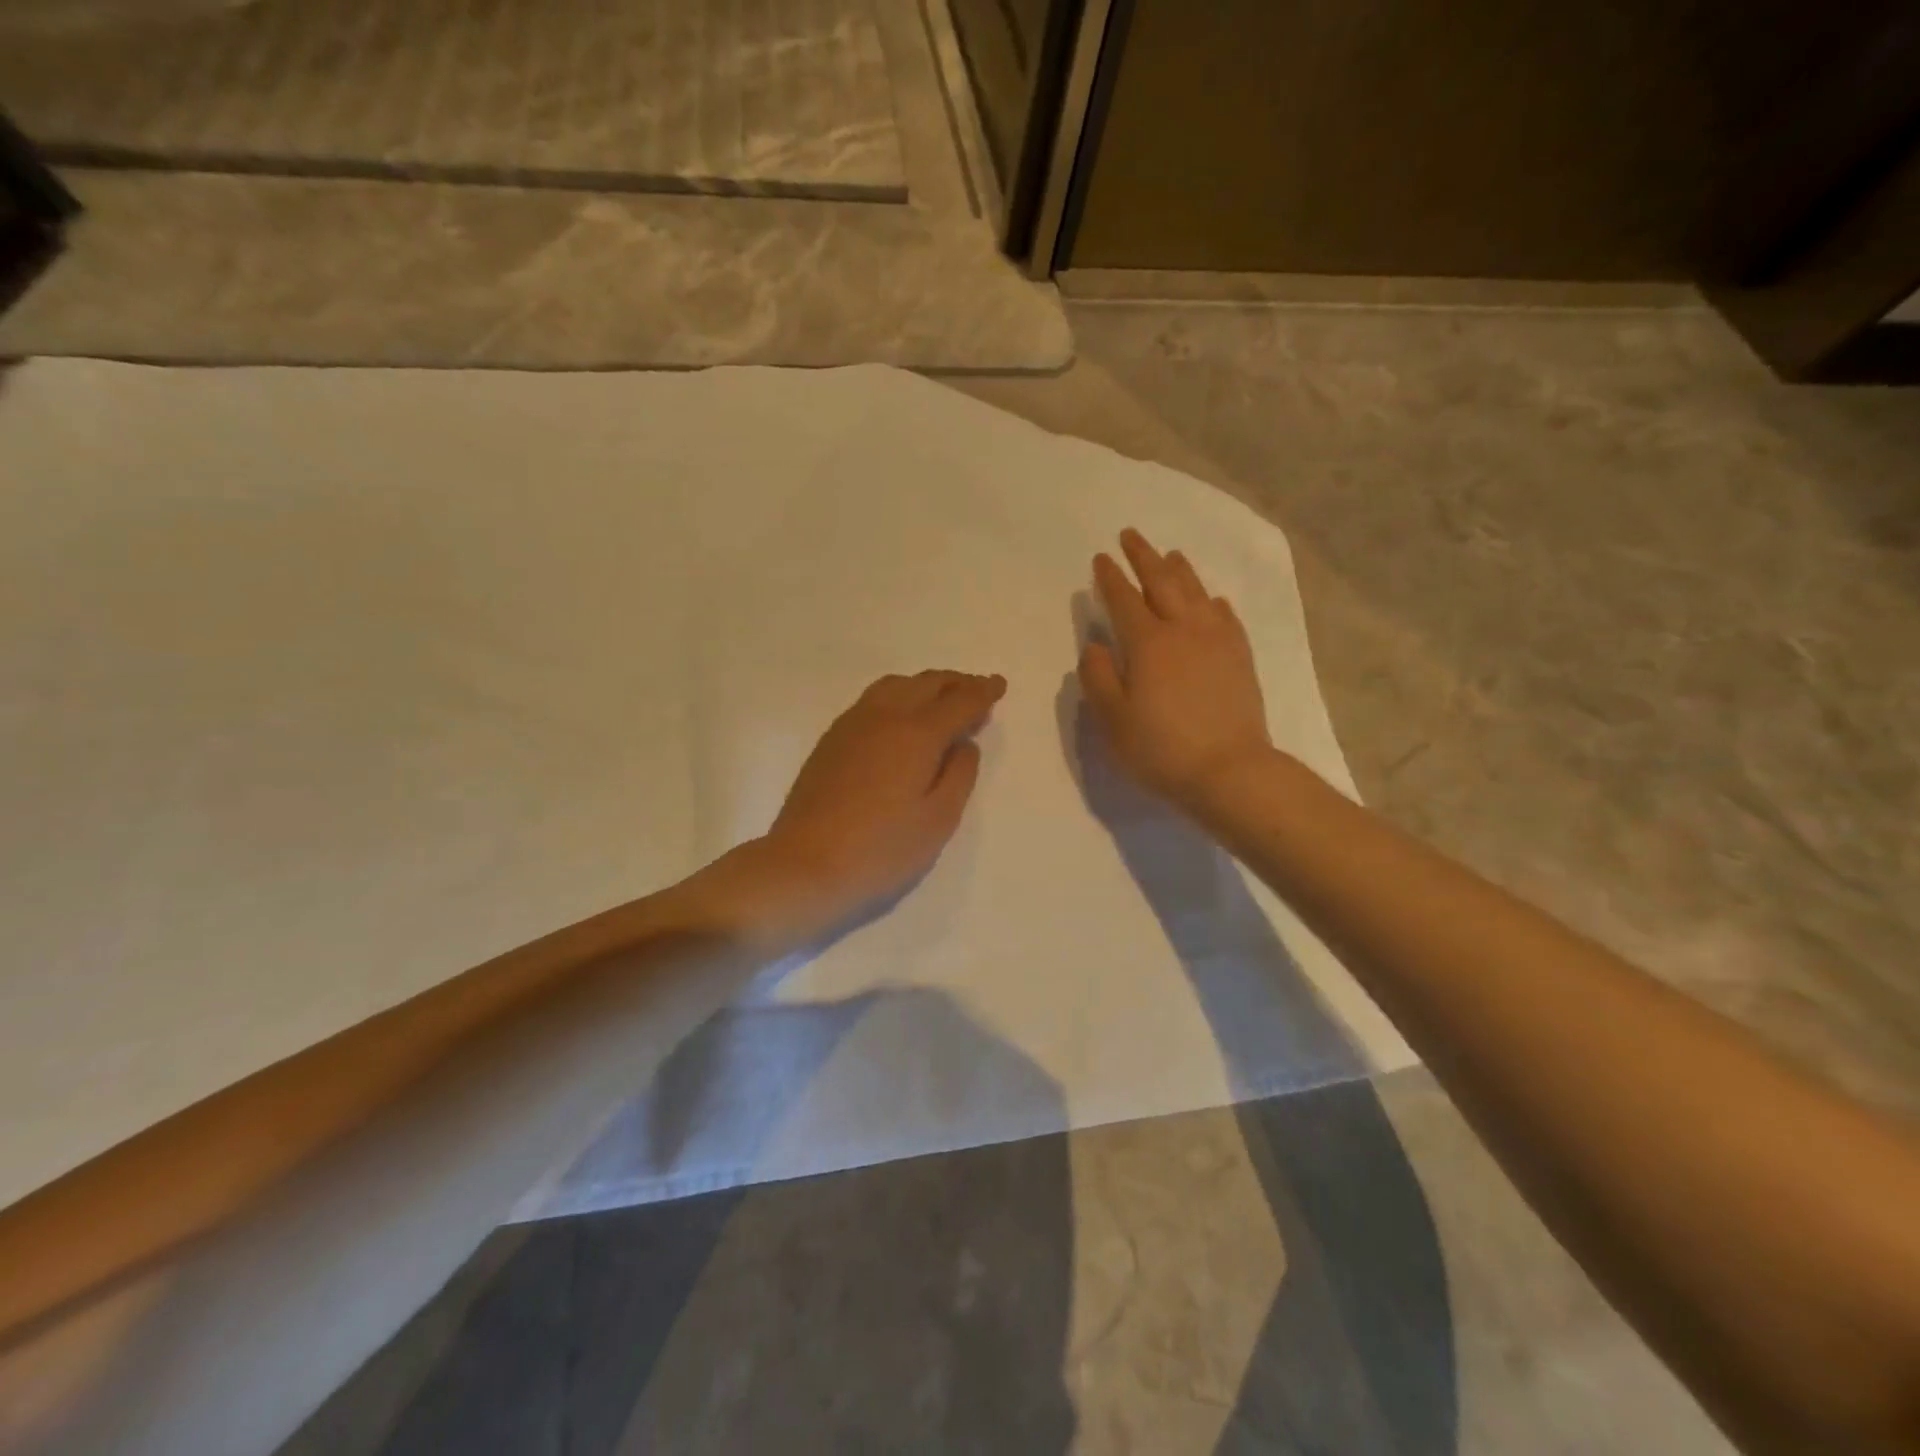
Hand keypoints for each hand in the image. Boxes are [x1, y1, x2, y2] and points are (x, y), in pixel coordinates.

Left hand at [709, 671, 1005, 944]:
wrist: (803, 867)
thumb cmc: (881, 851)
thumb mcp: (938, 820)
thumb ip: (959, 775)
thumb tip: (963, 743)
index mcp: (916, 734)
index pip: (959, 701)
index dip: (983, 692)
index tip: (999, 685)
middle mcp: (884, 717)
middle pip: (926, 684)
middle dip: (956, 683)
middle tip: (977, 689)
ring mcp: (852, 725)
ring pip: (896, 685)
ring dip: (925, 685)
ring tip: (942, 699)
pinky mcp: (831, 740)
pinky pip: (873, 700)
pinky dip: (899, 696)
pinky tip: (902, 717)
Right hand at [1079, 529, 1271, 809]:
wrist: (1229, 770)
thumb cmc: (1161, 749)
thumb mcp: (1113, 719)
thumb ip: (1098, 677)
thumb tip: (1094, 646)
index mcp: (1147, 643)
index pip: (1123, 598)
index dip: (1110, 577)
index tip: (1101, 558)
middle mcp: (1183, 629)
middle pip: (1162, 581)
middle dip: (1143, 556)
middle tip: (1130, 535)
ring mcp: (1217, 640)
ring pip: (1196, 592)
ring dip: (1179, 570)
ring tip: (1170, 555)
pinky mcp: (1240, 656)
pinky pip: (1225, 616)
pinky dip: (1213, 601)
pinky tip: (1212, 600)